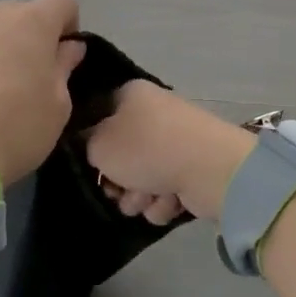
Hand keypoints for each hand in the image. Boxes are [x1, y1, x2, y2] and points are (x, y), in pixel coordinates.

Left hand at [0, 0, 85, 181]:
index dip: (68, 24)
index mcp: (32, 23)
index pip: (62, 0)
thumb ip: (64, 67)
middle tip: (25, 76)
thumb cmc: (15, 128)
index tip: (62, 56)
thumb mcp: (58, 106)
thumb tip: (69, 47)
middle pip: (19, 12)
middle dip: (27, 36)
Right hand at [85, 81, 255, 222]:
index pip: (98, 115)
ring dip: (139, 196)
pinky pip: (165, 191)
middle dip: (117, 181)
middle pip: (121, 154)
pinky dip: (164, 201)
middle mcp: (154, 114)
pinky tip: (170, 200)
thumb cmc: (146, 148)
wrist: (210, 169)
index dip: (89, 142)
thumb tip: (90, 144)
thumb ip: (85, 144)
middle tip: (117, 190)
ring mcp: (175, 142)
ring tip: (147, 198)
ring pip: (141, 178)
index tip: (87, 162)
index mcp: (131, 95)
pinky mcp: (192, 169)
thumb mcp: (99, 144)